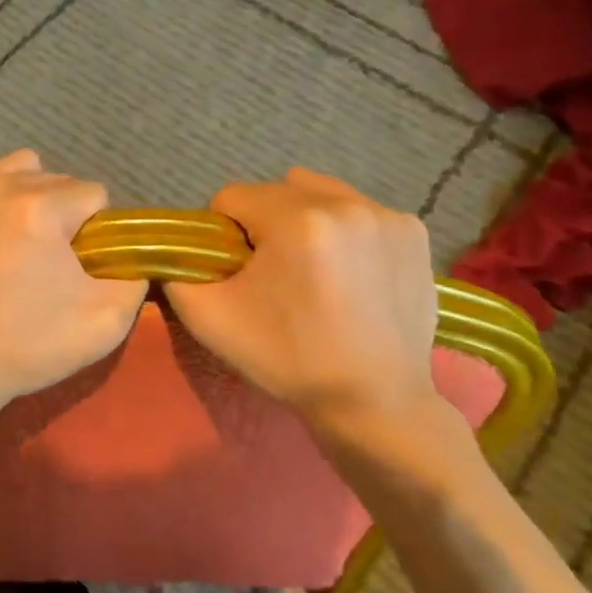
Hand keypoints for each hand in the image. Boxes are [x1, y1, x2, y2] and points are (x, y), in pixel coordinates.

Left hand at [0, 150, 147, 428]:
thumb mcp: (107, 322)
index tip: (80, 266)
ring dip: (23, 200)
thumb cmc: (24, 346)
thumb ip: (133, 276)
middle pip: (53, 180)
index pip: (93, 194)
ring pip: (12, 174)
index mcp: (40, 206)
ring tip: (14, 246)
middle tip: (47, 263)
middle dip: (60, 214)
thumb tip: (128, 256)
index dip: (96, 232)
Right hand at [165, 168, 439, 432]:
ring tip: (314, 269)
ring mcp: (386, 215)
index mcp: (296, 220)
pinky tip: (350, 273)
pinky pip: (358, 211)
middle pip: (276, 190)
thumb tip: (177, 248)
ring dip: (304, 219)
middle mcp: (345, 203)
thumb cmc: (289, 360)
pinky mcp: (414, 232)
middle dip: (263, 223)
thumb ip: (178, 272)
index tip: (236, 271)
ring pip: (319, 193)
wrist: (375, 402)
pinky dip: (344, 231)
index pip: (232, 196)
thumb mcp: (210, 320)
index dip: (222, 232)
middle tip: (272, 274)